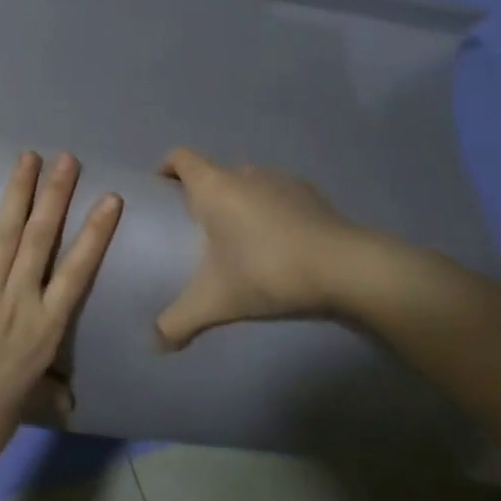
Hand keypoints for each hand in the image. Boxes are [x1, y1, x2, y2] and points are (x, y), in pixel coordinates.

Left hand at [0, 153, 121, 480]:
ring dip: (19, 190)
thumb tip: (68, 398)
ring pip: (6, 231)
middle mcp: (18, 300)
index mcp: (45, 329)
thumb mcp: (26, 404)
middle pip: (43, 238)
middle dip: (57, 195)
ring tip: (29, 156)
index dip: (96, 232)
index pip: (78, 271)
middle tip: (67, 159)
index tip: (110, 199)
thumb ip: (48, 389)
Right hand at [154, 147, 361, 348]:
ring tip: (239, 242)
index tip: (162, 194)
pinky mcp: (311, 195)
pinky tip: (277, 247)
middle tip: (197, 232)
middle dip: (202, 196)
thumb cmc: (266, 271)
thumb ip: (178, 321)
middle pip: (213, 173)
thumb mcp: (214, 302)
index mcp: (214, 185)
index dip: (166, 168)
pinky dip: (270, 214)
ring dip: (238, 204)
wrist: (344, 268)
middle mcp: (244, 173)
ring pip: (247, 185)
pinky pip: (277, 197)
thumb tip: (156, 343)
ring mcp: (282, 180)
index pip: (180, 157)